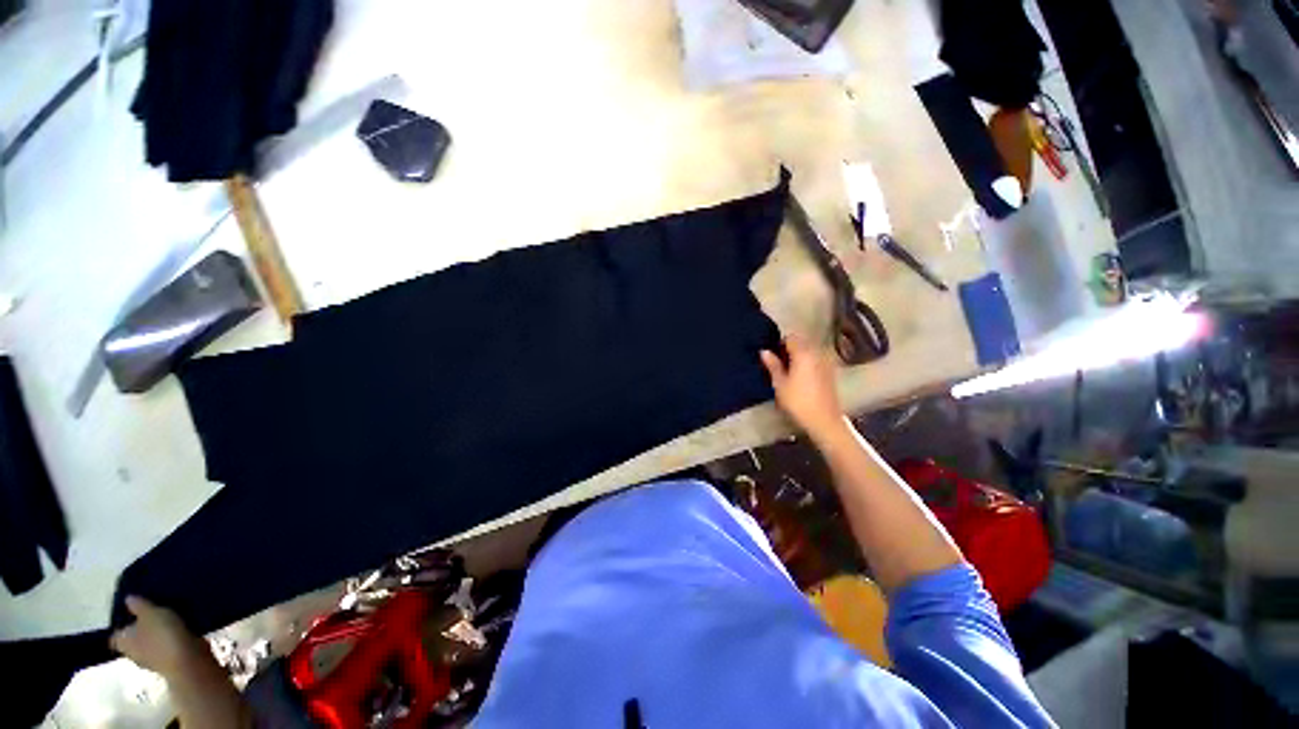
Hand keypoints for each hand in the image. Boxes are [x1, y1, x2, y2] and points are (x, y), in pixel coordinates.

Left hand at [111, 596, 210, 678]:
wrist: (188, 660)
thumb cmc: (163, 635)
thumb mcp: (151, 613)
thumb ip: (138, 605)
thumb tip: (127, 598)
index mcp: (122, 641)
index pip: (115, 634)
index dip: (121, 624)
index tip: (131, 614)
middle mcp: (131, 653)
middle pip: (132, 639)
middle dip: (140, 629)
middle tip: (152, 615)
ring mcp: (151, 660)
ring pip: (150, 644)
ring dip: (156, 635)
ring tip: (169, 621)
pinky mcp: (168, 662)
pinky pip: (165, 647)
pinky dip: (169, 641)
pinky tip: (179, 631)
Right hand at [760, 337, 846, 441]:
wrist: (824, 420)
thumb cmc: (798, 401)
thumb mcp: (780, 383)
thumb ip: (772, 365)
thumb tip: (764, 351)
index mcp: (803, 353)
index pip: (790, 338)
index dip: (779, 343)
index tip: (772, 354)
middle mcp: (817, 353)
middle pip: (801, 343)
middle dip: (789, 349)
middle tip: (777, 362)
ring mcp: (826, 362)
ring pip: (809, 351)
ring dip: (798, 356)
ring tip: (788, 370)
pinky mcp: (830, 372)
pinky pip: (816, 360)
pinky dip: (807, 363)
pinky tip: (800, 377)